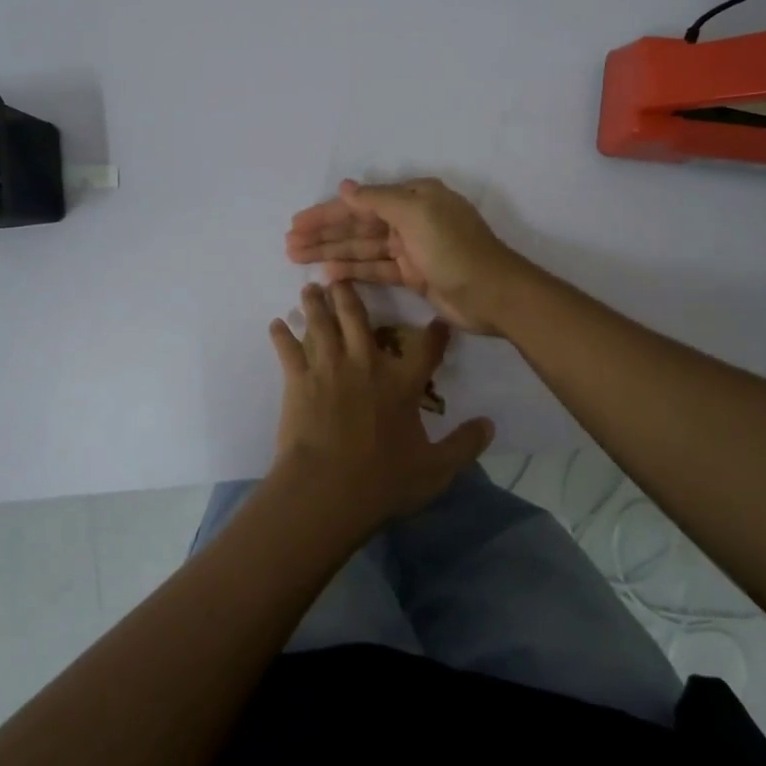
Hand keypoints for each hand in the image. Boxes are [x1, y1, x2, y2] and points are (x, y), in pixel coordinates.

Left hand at [268, 281, 493, 527]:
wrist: (327, 489)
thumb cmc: (382, 481)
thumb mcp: (435, 469)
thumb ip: (463, 445)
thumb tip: (489, 425)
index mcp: (401, 384)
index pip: (425, 350)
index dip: (435, 334)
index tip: (438, 321)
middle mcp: (365, 365)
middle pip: (358, 318)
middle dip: (351, 294)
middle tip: (341, 276)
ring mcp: (329, 369)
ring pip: (322, 325)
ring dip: (316, 305)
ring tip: (310, 288)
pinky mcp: (299, 381)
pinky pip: (288, 351)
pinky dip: (281, 335)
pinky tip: (276, 324)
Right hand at [285, 178, 530, 335]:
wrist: (493, 294)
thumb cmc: (454, 248)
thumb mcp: (416, 214)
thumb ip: (377, 200)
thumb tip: (345, 186)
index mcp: (414, 197)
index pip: (361, 202)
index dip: (327, 212)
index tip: (297, 222)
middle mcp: (411, 219)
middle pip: (359, 225)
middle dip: (324, 234)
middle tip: (289, 244)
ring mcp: (412, 249)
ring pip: (363, 248)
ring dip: (331, 252)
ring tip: (297, 258)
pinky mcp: (414, 275)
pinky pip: (376, 269)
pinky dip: (353, 271)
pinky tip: (327, 275)